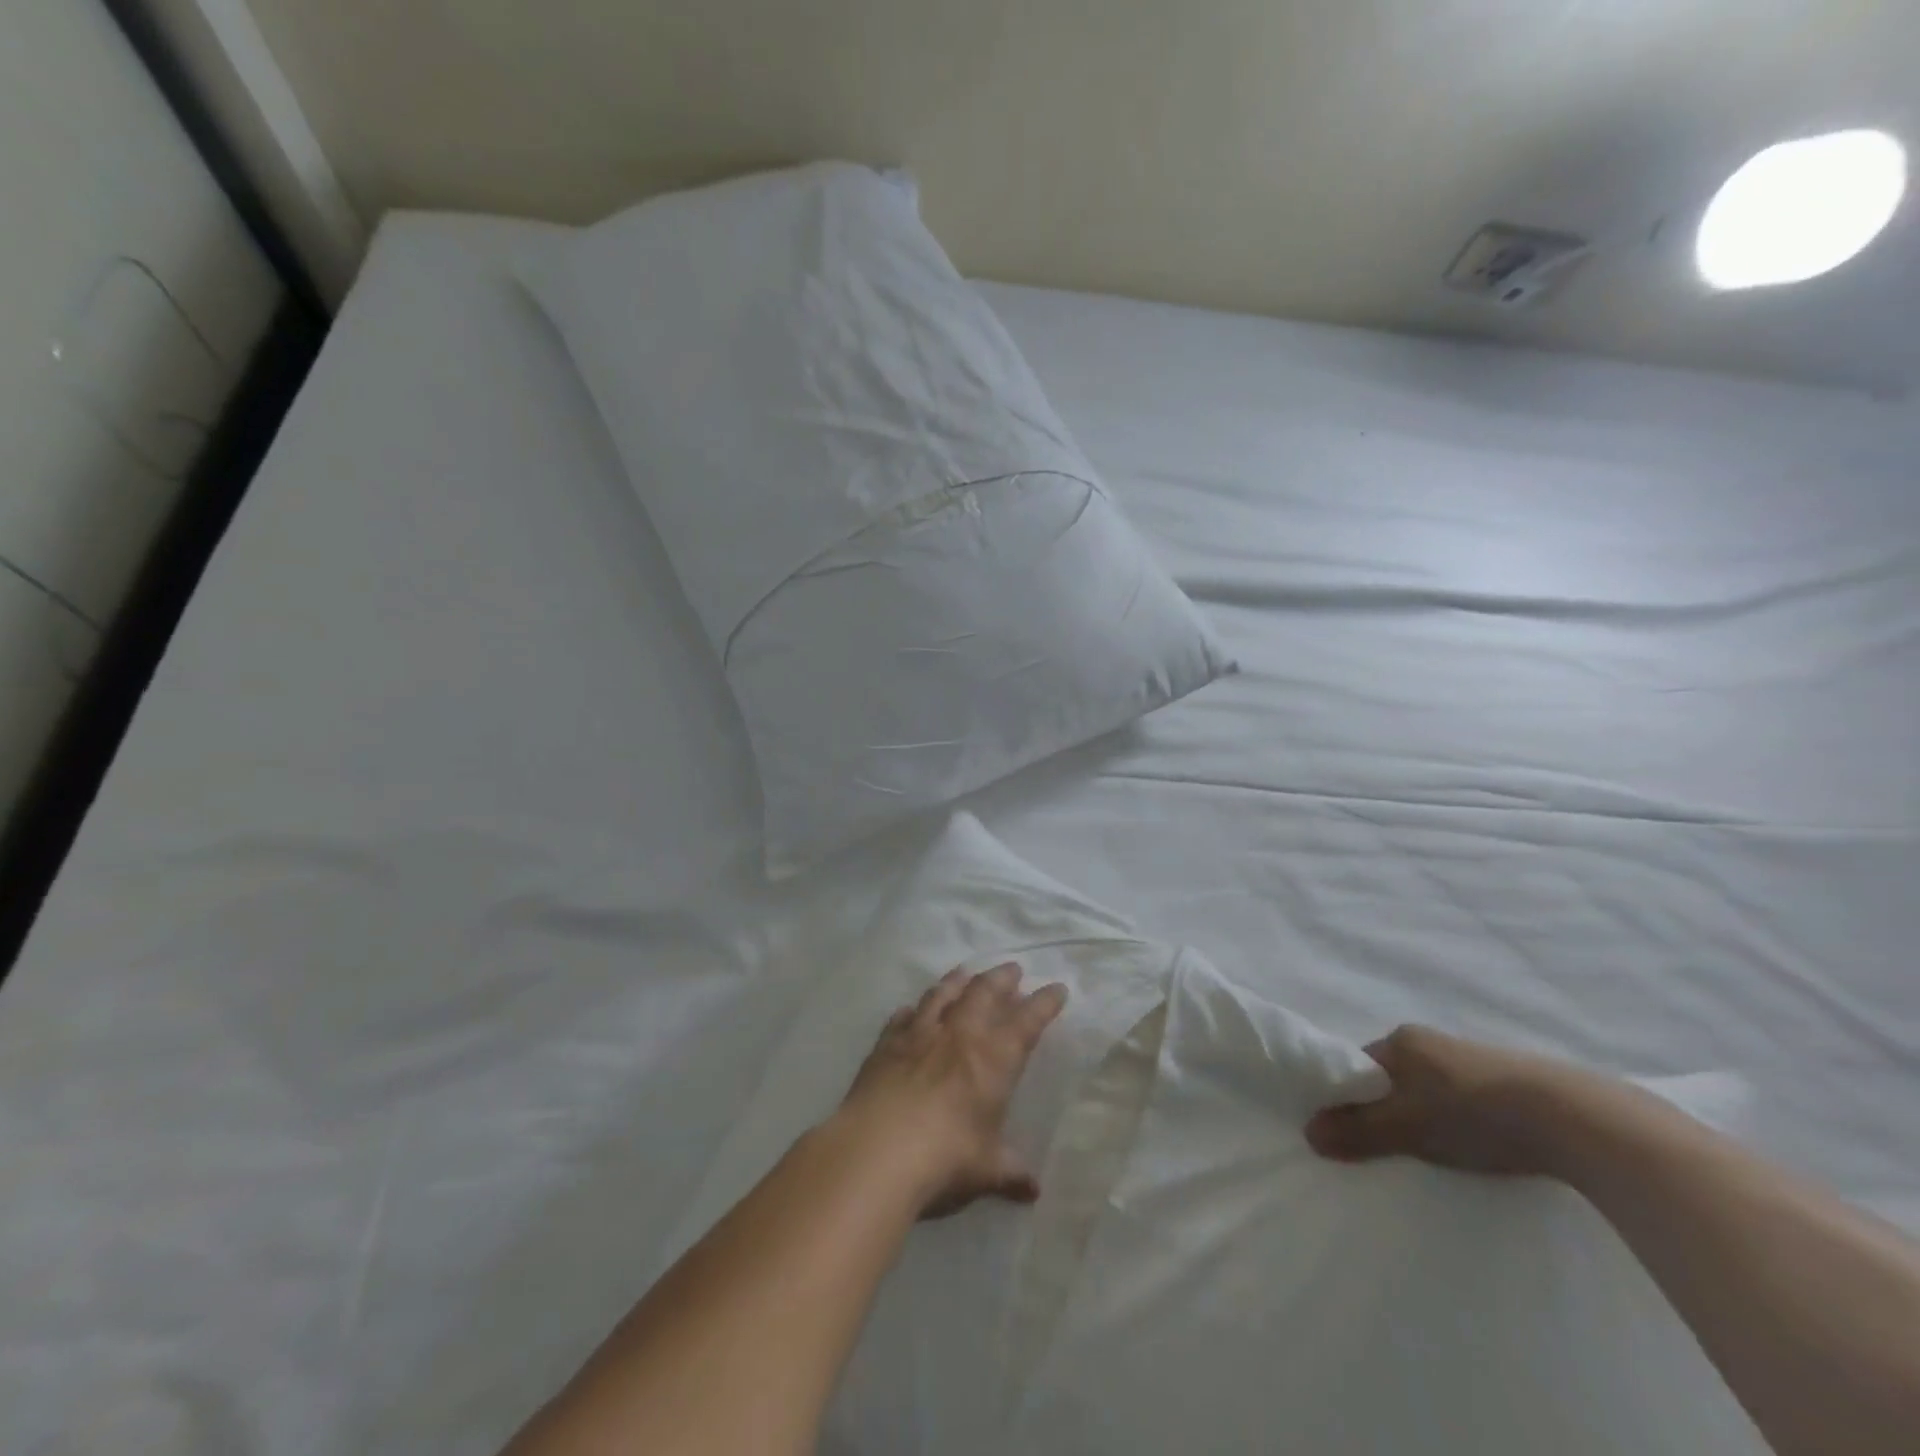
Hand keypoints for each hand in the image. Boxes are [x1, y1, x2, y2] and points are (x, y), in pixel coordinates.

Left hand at [835, 963, 1067, 1218]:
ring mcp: (919, 1035)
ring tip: (965, 972)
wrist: (876, 1153)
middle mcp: (958, 1035)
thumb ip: (1010, 1174)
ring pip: (942, 994)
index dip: (1044, 1003)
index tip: (1057, 988)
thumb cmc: (944, 1159)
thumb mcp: (985, 1171)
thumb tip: (1033, 1191)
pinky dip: (912, 1010)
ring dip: (957, 980)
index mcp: (993, 1059)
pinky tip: (911, 1010)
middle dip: (1002, 978)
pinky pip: (902, 1018)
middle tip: (1012, 969)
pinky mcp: (885, 1044)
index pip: (1027, 1021)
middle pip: (983, 992)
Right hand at [1305, 1025, 1604, 1177]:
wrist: (1578, 1120)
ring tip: (1435, 1156)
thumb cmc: (1475, 1113)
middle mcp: (1432, 1042)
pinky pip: (1466, 1102)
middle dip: (1387, 1109)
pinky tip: (1476, 1150)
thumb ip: (1358, 1130)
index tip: (1349, 1131)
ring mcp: (1474, 1061)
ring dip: (1426, 1118)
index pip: (1358, 1065)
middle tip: (1390, 1149)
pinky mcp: (1513, 1084)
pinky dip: (1460, 1124)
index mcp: (1402, 1039)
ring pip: (1431, 1091)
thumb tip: (1308, 1132)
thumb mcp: (1407, 1126)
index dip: (1348, 1096)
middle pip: (1393, 1077)